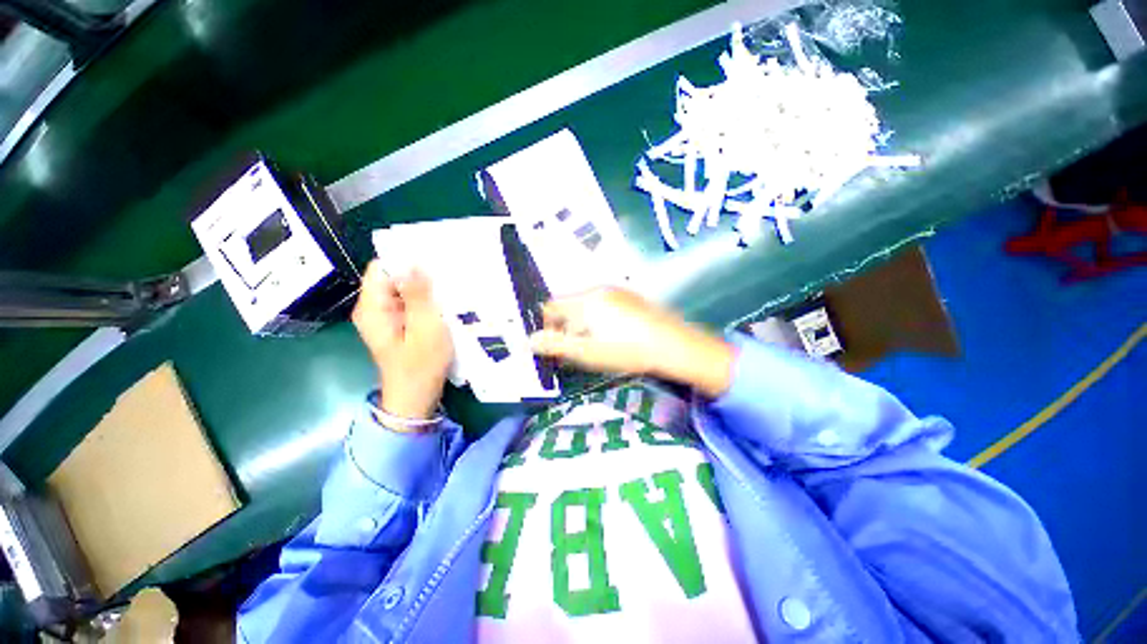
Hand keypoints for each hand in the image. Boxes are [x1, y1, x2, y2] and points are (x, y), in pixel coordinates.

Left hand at [352, 262, 452, 419]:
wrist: (415, 398)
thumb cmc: (421, 365)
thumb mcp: (425, 327)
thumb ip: (418, 294)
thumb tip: (413, 261)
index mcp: (373, 307)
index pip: (382, 267)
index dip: (406, 260)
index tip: (433, 259)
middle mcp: (373, 309)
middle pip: (393, 278)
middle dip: (419, 274)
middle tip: (448, 275)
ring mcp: (385, 318)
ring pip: (403, 291)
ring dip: (424, 289)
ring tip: (449, 288)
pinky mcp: (397, 326)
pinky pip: (409, 304)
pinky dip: (425, 301)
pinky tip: (443, 304)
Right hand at [529, 288, 734, 397]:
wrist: (674, 346)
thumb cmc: (627, 350)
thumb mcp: (587, 352)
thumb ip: (556, 345)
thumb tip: (530, 340)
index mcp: (586, 300)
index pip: (552, 306)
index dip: (545, 325)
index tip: (550, 345)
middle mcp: (600, 290)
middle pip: (569, 306)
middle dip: (564, 327)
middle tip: (571, 349)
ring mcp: (618, 292)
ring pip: (587, 306)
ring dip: (581, 325)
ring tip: (592, 346)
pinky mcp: (632, 299)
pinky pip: (605, 306)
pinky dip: (599, 320)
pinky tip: (612, 337)